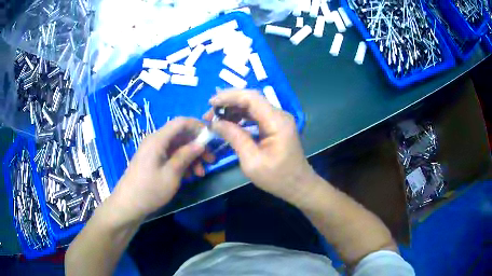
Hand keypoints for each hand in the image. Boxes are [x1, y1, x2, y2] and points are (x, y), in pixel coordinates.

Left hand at [110, 117, 210, 221]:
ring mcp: (153, 151)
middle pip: (180, 135)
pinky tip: (189, 176)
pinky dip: (181, 163)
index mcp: (158, 139)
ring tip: (200, 173)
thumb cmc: (149, 190)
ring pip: (177, 147)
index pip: (181, 122)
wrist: (128, 205)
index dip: (198, 126)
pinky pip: (170, 156)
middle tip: (211, 160)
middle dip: (197, 146)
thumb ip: (186, 156)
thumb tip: (201, 143)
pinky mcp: (152, 161)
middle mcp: (155, 141)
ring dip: (191, 157)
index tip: (212, 138)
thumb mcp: (171, 174)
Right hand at [204, 90, 317, 203]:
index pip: (251, 98)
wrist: (298, 186)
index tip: (210, 103)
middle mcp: (279, 115)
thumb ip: (234, 138)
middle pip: (251, 99)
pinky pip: (256, 115)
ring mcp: (278, 119)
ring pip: (253, 106)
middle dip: (228, 102)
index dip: (229, 97)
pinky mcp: (276, 125)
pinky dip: (241, 117)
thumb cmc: (277, 178)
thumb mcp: (252, 161)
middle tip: (209, 114)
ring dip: (233, 109)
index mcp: (277, 121)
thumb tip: (215, 123)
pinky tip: (229, 123)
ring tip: (215, 119)